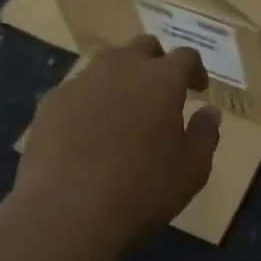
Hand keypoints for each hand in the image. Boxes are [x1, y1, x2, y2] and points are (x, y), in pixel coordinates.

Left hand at [14, 35, 221, 252]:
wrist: (66, 212)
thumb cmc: (141, 191)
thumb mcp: (192, 170)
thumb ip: (205, 134)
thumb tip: (209, 111)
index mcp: (161, 79)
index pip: (185, 56)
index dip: (194, 70)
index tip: (197, 89)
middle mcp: (121, 67)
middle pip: (143, 47)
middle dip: (156, 63)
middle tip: (160, 92)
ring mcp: (81, 81)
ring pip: (107, 63)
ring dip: (121, 77)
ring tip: (123, 109)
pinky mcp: (51, 102)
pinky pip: (77, 90)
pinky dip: (89, 101)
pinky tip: (87, 131)